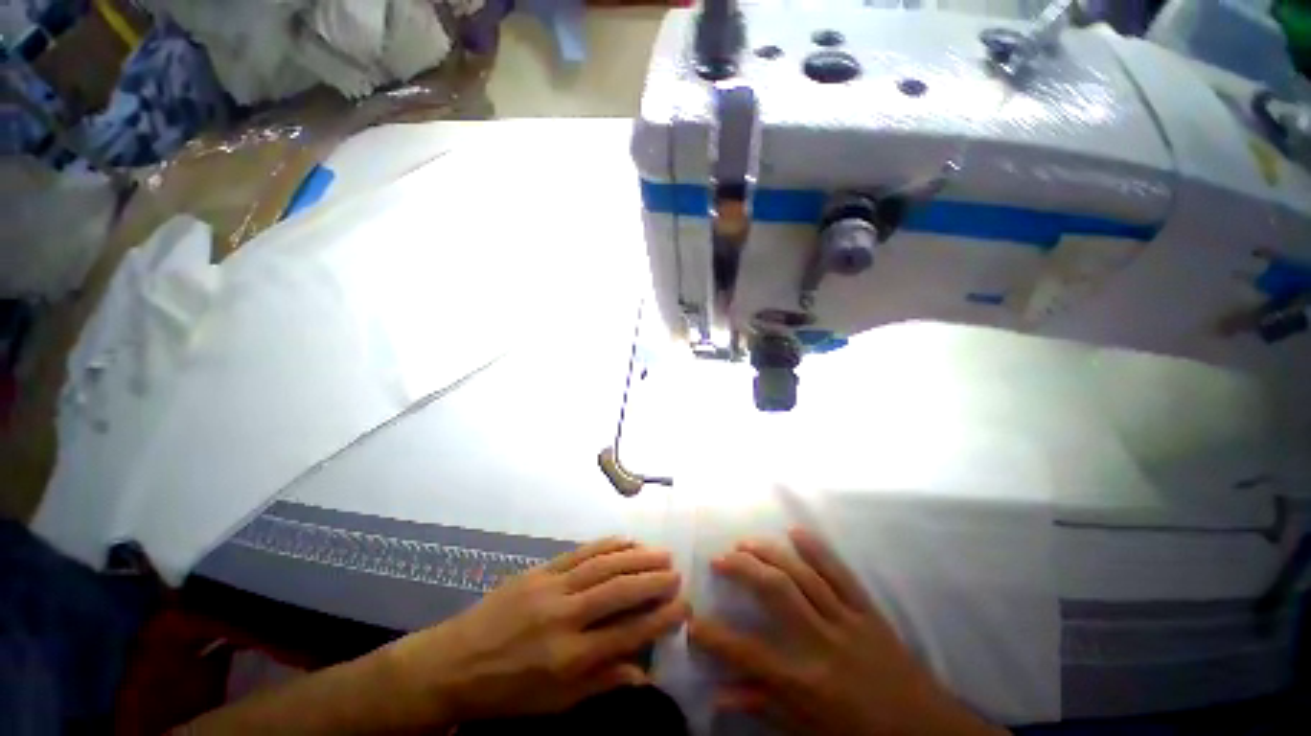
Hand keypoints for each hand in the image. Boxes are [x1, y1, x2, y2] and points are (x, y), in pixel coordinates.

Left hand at [381, 538, 688, 726]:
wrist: (451, 664)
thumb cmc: (504, 694)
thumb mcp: (553, 705)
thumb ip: (601, 684)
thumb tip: (644, 675)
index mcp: (569, 658)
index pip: (628, 634)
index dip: (661, 618)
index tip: (684, 607)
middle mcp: (565, 616)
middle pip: (619, 591)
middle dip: (653, 580)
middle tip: (677, 573)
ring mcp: (552, 587)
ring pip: (603, 564)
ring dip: (636, 556)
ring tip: (660, 553)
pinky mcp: (540, 570)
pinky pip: (580, 552)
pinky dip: (607, 544)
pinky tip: (625, 541)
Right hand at [689, 528, 1004, 735]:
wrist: (928, 733)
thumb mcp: (809, 732)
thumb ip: (763, 707)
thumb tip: (718, 696)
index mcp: (807, 682)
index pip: (748, 653)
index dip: (715, 637)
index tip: (692, 620)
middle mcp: (823, 643)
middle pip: (775, 591)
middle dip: (742, 568)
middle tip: (721, 558)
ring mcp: (848, 621)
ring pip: (802, 573)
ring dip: (770, 552)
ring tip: (746, 542)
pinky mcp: (868, 610)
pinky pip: (839, 572)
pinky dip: (816, 548)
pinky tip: (795, 532)